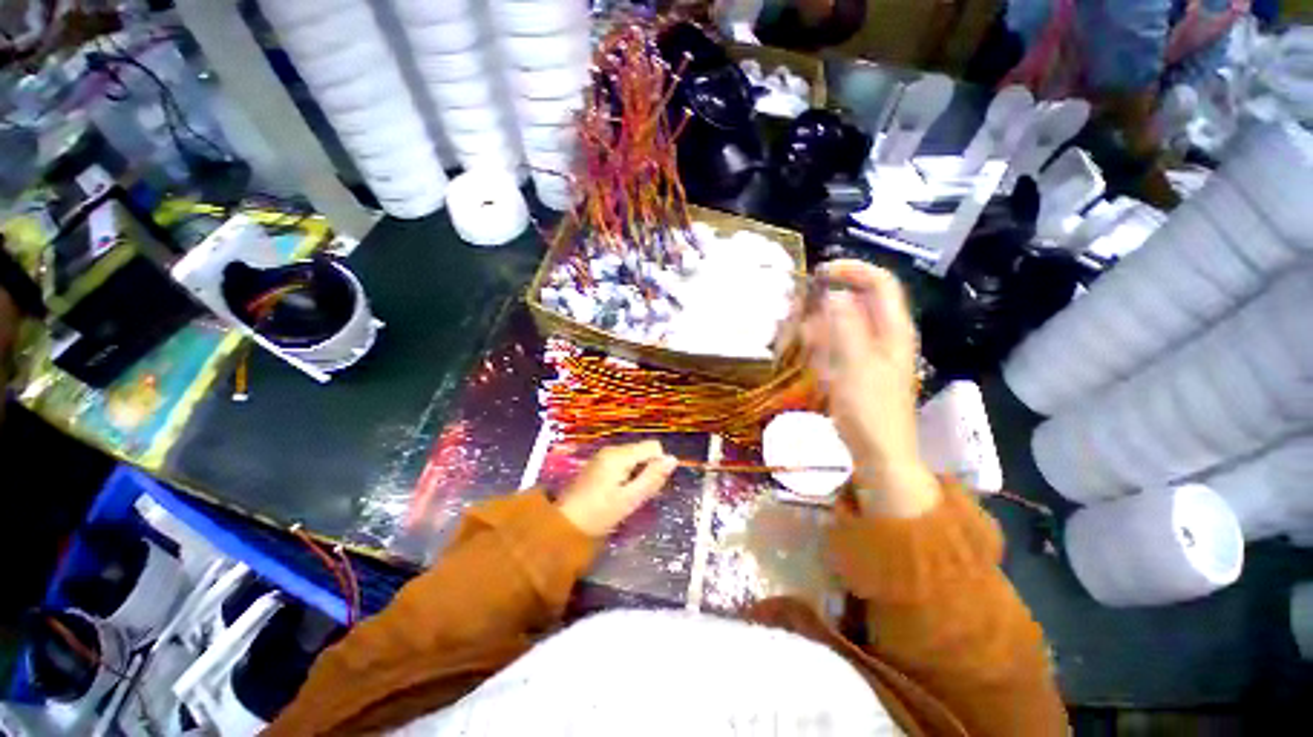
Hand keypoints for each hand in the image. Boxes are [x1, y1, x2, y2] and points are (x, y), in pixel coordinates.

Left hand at [557, 441, 677, 536]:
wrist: (564, 525)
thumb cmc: (599, 514)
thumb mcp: (630, 499)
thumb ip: (652, 478)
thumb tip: (673, 459)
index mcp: (619, 455)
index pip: (653, 446)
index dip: (658, 464)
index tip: (650, 486)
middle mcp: (611, 449)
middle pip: (642, 451)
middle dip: (647, 469)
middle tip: (638, 494)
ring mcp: (603, 456)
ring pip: (633, 457)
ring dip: (637, 473)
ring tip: (628, 496)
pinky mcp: (598, 464)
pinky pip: (621, 462)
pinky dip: (626, 474)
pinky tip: (617, 493)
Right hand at [801, 261, 938, 516]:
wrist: (878, 454)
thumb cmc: (870, 411)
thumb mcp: (855, 365)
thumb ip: (845, 327)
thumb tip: (834, 294)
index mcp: (892, 330)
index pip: (880, 283)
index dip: (853, 271)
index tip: (819, 273)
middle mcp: (883, 336)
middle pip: (857, 303)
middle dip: (826, 302)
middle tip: (797, 312)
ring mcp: (868, 354)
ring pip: (841, 326)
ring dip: (819, 326)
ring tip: (798, 338)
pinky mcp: (854, 371)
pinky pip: (835, 347)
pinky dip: (820, 347)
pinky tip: (809, 359)